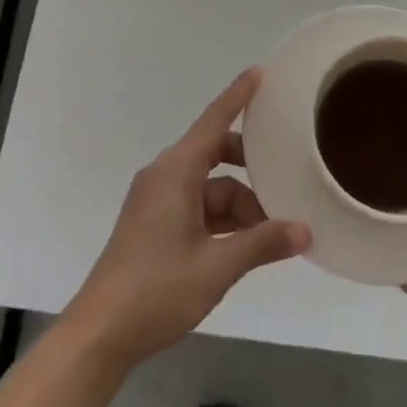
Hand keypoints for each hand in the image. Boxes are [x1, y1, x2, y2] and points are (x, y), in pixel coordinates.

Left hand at [64, 69, 310, 368]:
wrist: (101, 333)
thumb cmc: (156, 289)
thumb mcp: (217, 266)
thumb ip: (262, 244)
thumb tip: (305, 230)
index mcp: (175, 172)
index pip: (212, 122)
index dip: (237, 96)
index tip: (260, 73)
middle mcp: (165, 177)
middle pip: (215, 155)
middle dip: (251, 168)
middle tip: (286, 177)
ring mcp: (158, 202)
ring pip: (211, 189)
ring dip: (241, 207)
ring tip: (275, 233)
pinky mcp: (156, 226)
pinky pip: (199, 209)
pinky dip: (224, 222)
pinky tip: (248, 245)